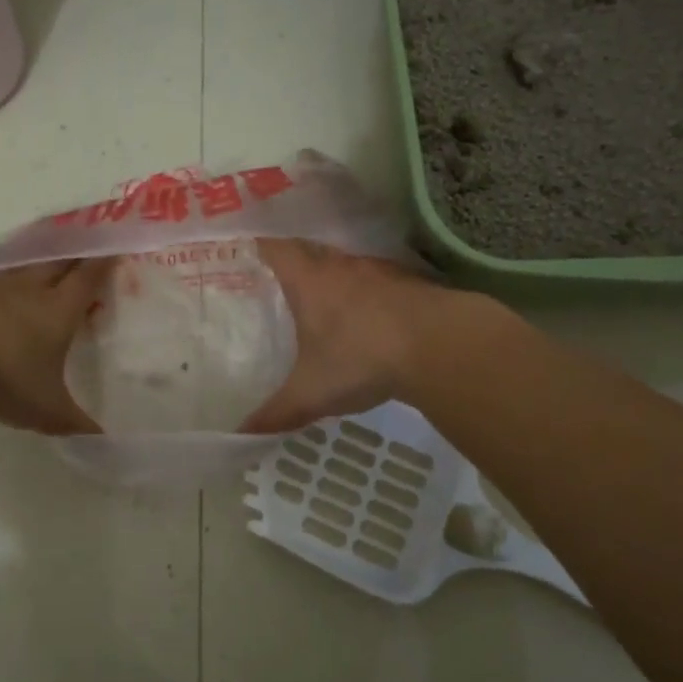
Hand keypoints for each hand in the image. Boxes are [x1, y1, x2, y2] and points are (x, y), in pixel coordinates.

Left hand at [0, 259, 114, 434]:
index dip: (104, 262)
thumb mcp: (45, 409)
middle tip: (86, 249)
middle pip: (58, 262)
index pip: (89, 277)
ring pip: (23, 265)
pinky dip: (0, 280)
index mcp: (59, 309)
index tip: (116, 248)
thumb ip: (75, 422)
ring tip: (43, 267)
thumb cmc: (3, 375)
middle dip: (75, 254)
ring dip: (37, 263)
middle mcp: (30, 288)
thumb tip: (104, 439)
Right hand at [240, 239, 447, 434]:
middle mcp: (340, 266)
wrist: (442, 345)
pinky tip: (365, 320)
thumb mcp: (312, 393)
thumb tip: (241, 433)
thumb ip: (276, 412)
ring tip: (318, 305)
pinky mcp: (407, 282)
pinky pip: (374, 282)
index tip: (241, 259)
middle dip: (291, 267)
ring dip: (331, 281)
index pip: (273, 248)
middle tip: (273, 288)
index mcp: (308, 280)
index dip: (256, 249)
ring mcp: (377, 271)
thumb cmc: (362, 357)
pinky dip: (364, 295)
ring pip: (344, 267)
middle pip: (308, 253)